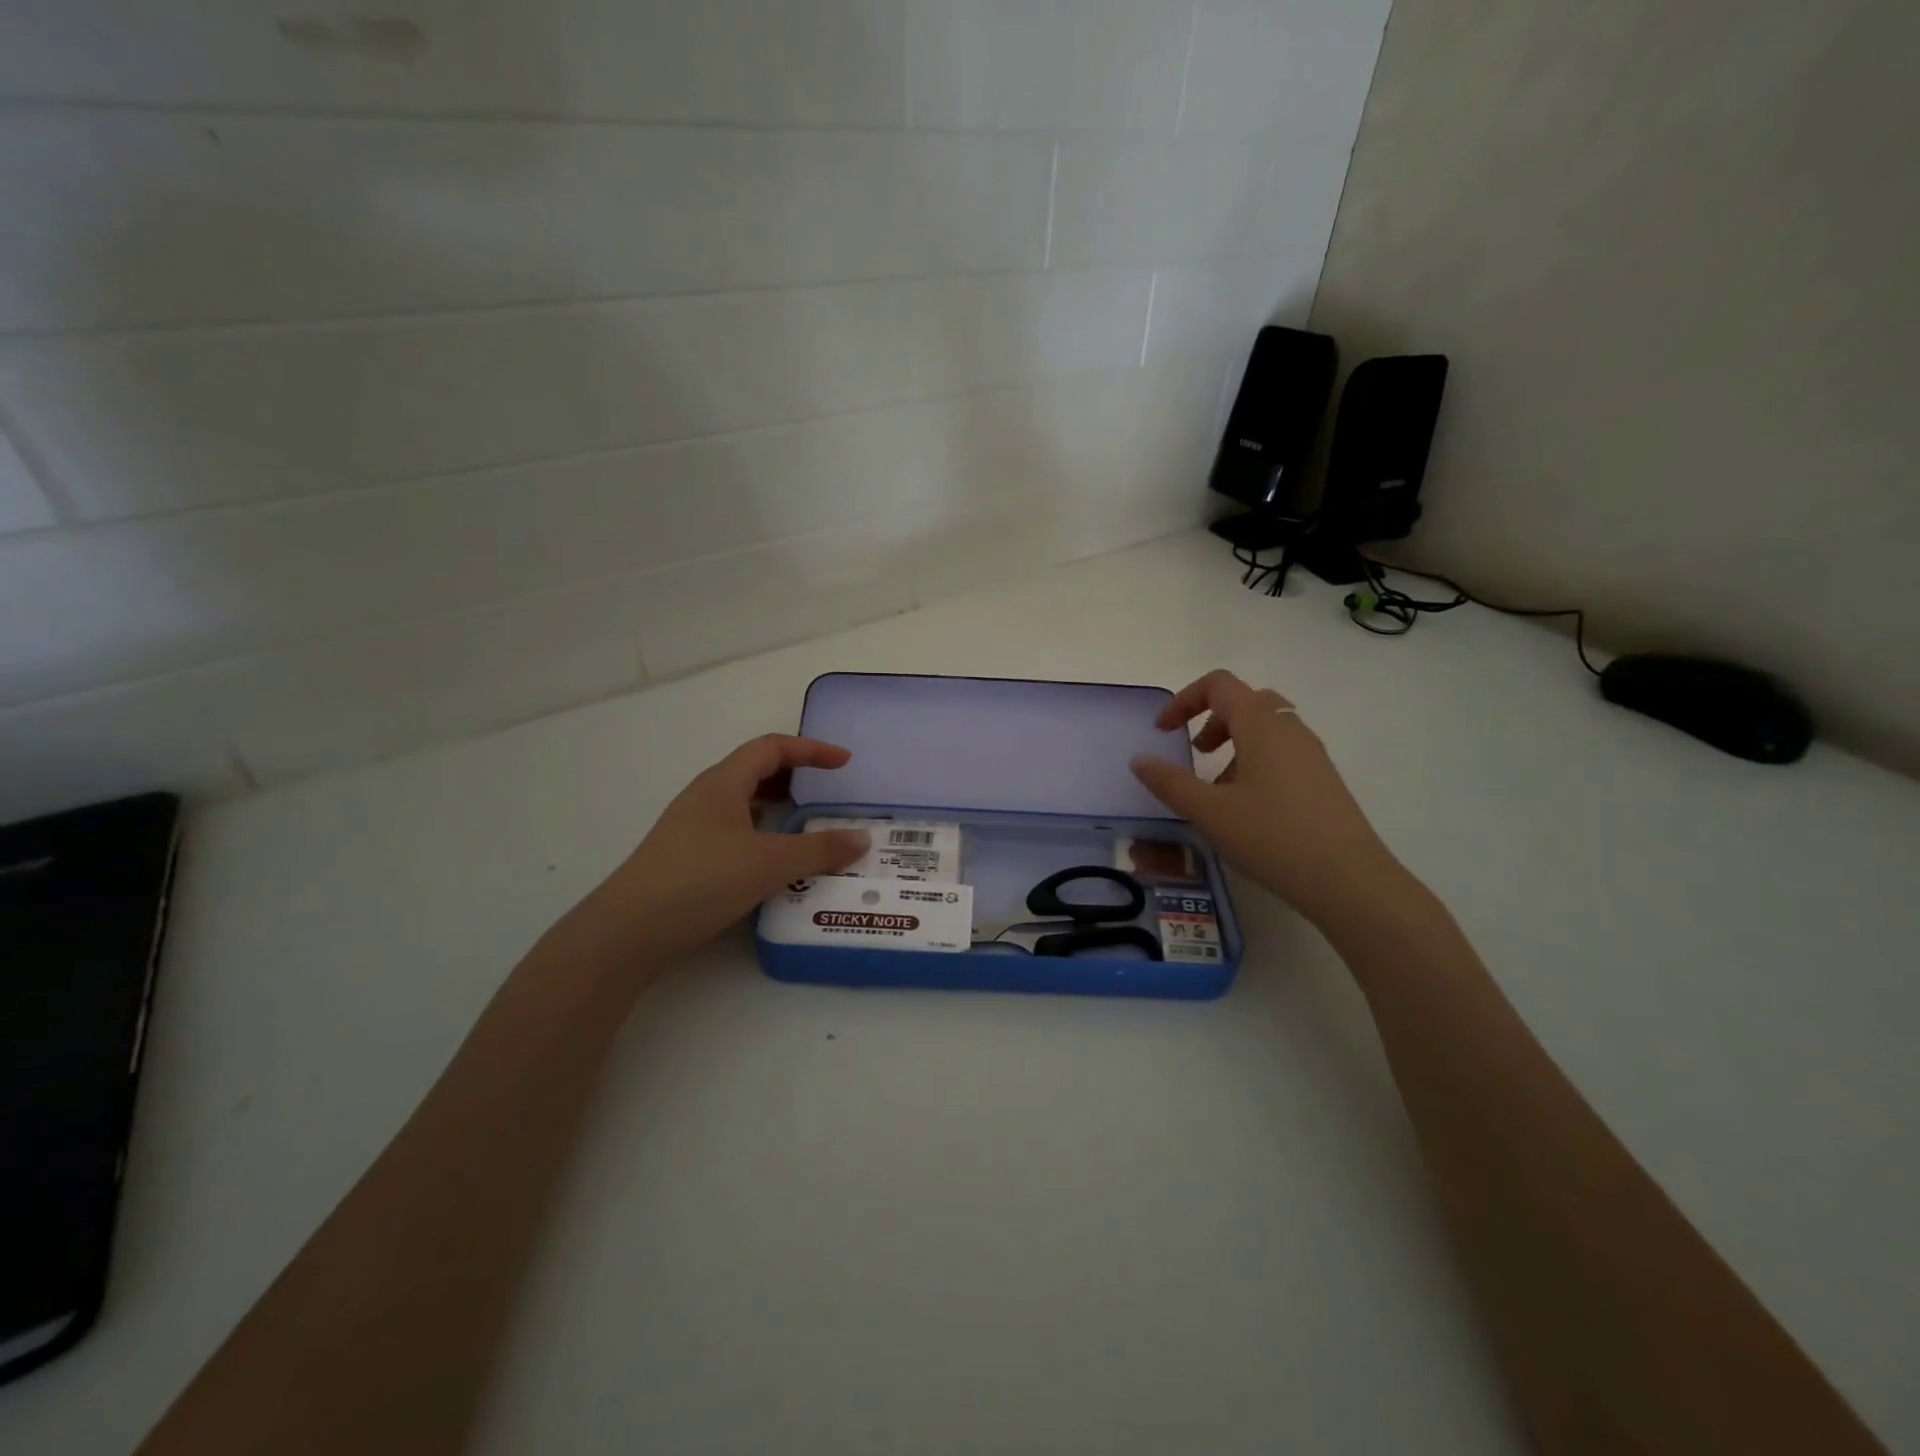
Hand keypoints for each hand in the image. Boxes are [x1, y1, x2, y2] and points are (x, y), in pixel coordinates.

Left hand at [555, 735, 869, 975]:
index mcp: (723, 783)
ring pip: (743, 805)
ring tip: (807, 827)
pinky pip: (734, 833)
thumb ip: (820, 850)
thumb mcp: (770, 863)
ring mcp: (692, 829)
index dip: (811, 749)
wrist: (629, 932)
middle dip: (794, 776)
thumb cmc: (701, 880)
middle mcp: (705, 798)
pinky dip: (762, 836)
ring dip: (777, 809)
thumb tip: (862, 839)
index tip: (844, 762)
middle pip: (755, 772)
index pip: (772, 748)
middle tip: (826, 792)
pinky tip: (775, 863)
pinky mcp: (687, 859)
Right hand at [1130, 670, 1397, 925]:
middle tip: (1195, 752)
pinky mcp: (1323, 780)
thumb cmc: (1272, 836)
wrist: (1348, 880)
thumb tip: (1139, 760)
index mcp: (1261, 725)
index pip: (1219, 684)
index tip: (1163, 731)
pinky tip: (1247, 807)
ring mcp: (1312, 754)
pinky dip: (1255, 762)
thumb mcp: (1208, 811)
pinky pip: (1283, 753)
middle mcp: (1290, 729)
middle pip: (1245, 701)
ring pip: (1266, 728)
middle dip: (1211, 719)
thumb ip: (1169, 782)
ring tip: (1217, 786)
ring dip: (1234, 743)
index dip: (1184, 699)